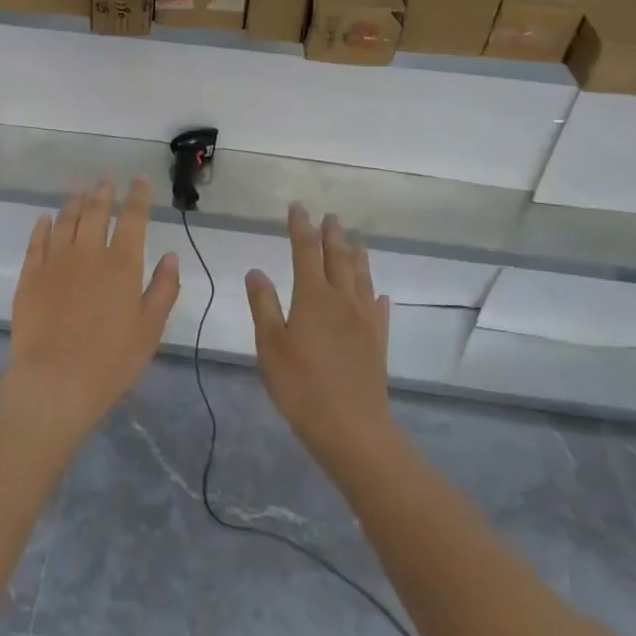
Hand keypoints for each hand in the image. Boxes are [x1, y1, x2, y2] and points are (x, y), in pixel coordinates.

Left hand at [0, 177, 180, 447]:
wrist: (54, 382)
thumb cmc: (111, 361)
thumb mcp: (150, 329)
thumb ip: (164, 289)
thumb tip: (171, 255)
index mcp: (122, 264)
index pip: (133, 218)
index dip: (138, 196)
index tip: (140, 180)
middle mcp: (89, 253)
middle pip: (96, 211)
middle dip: (104, 192)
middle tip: (107, 180)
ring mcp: (55, 262)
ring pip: (66, 220)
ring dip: (75, 201)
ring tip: (80, 189)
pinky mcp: (30, 276)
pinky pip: (37, 241)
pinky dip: (44, 226)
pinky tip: (46, 218)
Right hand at [246, 204, 394, 466]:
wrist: (351, 428)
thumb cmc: (301, 386)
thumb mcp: (270, 345)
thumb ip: (263, 305)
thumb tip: (256, 271)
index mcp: (313, 296)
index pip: (306, 250)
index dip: (300, 226)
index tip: (297, 207)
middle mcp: (342, 299)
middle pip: (338, 257)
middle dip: (332, 234)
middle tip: (330, 216)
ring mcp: (365, 320)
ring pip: (362, 277)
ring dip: (357, 256)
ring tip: (355, 241)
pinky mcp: (378, 341)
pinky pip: (379, 308)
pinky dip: (376, 295)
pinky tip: (379, 295)